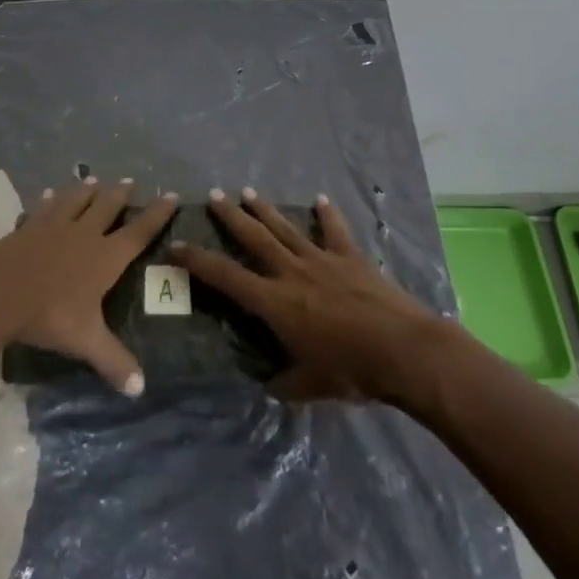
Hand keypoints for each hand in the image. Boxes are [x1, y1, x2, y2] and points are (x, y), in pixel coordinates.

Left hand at [0, 178, 177, 396]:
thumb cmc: (49, 314)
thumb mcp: (85, 340)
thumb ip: (113, 361)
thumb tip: (140, 390)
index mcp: (105, 257)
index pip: (138, 232)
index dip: (157, 214)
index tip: (172, 195)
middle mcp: (83, 234)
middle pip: (106, 207)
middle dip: (120, 195)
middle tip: (129, 181)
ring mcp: (53, 226)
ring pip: (75, 201)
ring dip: (85, 190)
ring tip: (92, 180)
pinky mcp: (27, 228)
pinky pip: (42, 209)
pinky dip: (47, 200)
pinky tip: (47, 194)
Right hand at [171, 189, 443, 402]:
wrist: (402, 349)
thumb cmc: (351, 371)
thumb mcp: (310, 386)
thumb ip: (285, 383)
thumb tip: (268, 386)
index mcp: (275, 302)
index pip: (226, 277)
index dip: (198, 261)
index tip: (176, 245)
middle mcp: (292, 272)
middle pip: (254, 238)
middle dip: (231, 217)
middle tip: (214, 196)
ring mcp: (322, 259)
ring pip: (286, 228)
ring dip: (266, 210)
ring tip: (248, 192)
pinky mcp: (350, 257)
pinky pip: (335, 231)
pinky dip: (328, 214)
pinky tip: (321, 199)